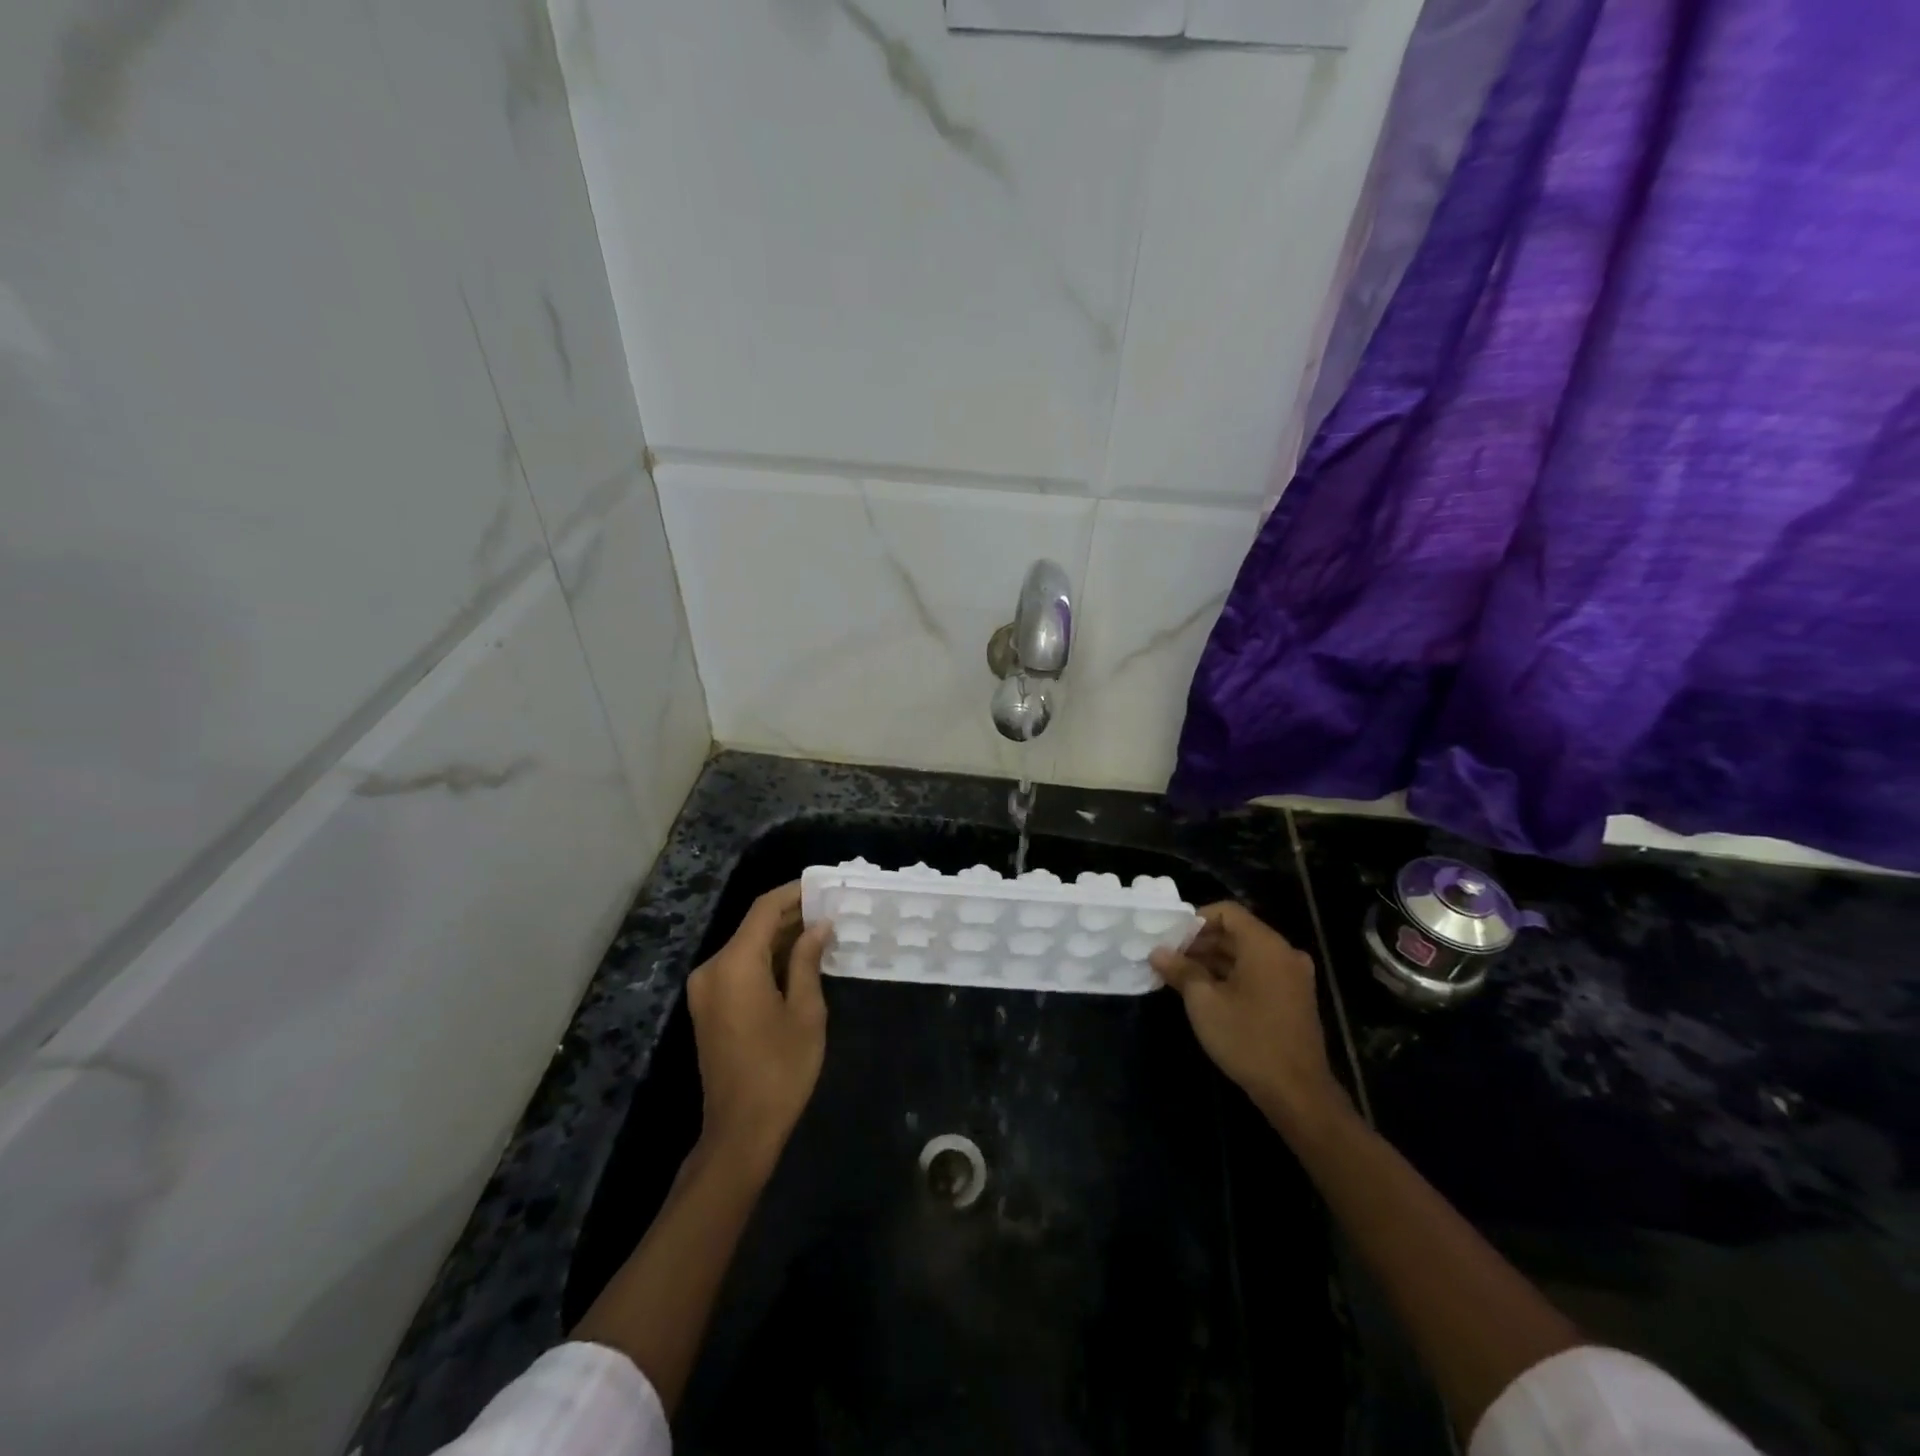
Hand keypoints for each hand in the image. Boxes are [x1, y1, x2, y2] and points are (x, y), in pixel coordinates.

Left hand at [684, 882, 830, 1170]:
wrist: (740, 1131)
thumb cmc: (781, 1069)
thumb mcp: (805, 1011)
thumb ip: (808, 960)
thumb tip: (819, 926)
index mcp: (734, 964)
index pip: (764, 909)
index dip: (794, 892)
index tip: (824, 886)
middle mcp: (712, 968)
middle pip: (753, 926)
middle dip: (791, 915)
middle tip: (831, 909)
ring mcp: (707, 989)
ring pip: (747, 947)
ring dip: (781, 937)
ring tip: (822, 930)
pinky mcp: (709, 1007)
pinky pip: (739, 968)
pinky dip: (767, 959)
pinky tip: (799, 959)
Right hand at [1150, 903, 1349, 1135]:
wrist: (1297, 1092)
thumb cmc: (1247, 1038)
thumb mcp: (1204, 1002)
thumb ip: (1181, 970)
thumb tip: (1158, 952)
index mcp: (1265, 945)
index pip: (1227, 912)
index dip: (1196, 920)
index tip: (1170, 938)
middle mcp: (1284, 953)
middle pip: (1237, 932)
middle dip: (1201, 942)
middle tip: (1169, 958)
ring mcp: (1293, 977)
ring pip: (1247, 954)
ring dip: (1214, 960)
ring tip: (1181, 976)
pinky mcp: (1294, 999)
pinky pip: (1259, 973)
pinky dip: (1233, 976)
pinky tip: (1207, 993)